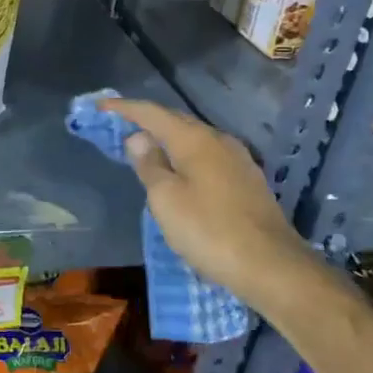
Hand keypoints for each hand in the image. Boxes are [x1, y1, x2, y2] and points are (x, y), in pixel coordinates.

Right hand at [100, 98, 310, 310]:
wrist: (272, 266)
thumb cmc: (209, 231)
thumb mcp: (166, 199)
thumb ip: (149, 165)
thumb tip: (138, 138)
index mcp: (195, 139)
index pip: (153, 113)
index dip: (125, 108)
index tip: (101, 106)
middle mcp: (219, 140)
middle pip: (176, 121)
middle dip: (147, 121)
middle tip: (120, 125)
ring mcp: (238, 160)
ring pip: (194, 139)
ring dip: (168, 139)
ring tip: (147, 148)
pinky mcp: (248, 181)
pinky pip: (208, 156)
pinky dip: (186, 156)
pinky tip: (181, 171)